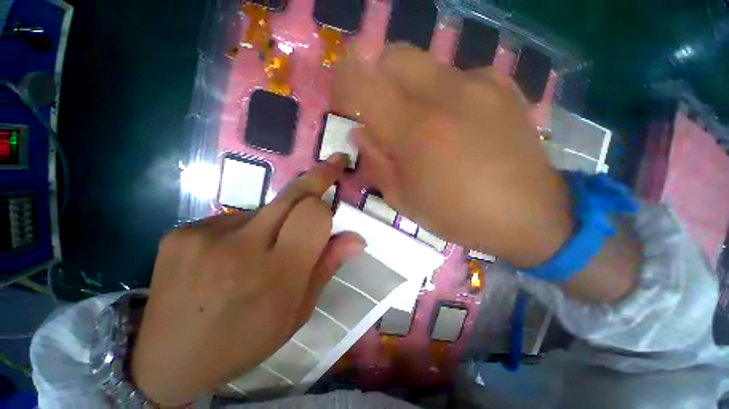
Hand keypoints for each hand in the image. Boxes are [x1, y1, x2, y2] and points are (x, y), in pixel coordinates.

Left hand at [130, 155, 363, 405]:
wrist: (169, 359)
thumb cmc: (245, 340)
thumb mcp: (297, 311)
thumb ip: (326, 267)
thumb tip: (356, 238)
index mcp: (277, 275)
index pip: (314, 215)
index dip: (329, 196)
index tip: (340, 176)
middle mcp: (242, 248)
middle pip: (291, 195)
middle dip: (317, 177)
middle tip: (333, 165)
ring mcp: (205, 236)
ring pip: (265, 207)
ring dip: (277, 219)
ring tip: (264, 248)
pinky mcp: (181, 232)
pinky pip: (234, 217)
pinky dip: (246, 229)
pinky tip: (232, 254)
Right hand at [332, 44, 572, 267]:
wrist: (527, 215)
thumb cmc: (456, 215)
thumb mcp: (402, 199)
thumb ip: (376, 162)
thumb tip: (361, 132)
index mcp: (414, 130)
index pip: (362, 82)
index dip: (344, 82)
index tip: (344, 98)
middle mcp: (444, 94)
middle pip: (394, 55)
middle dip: (377, 76)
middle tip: (380, 109)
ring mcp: (479, 84)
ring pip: (425, 64)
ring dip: (409, 88)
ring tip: (422, 123)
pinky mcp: (502, 86)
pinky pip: (456, 76)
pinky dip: (442, 94)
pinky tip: (455, 122)